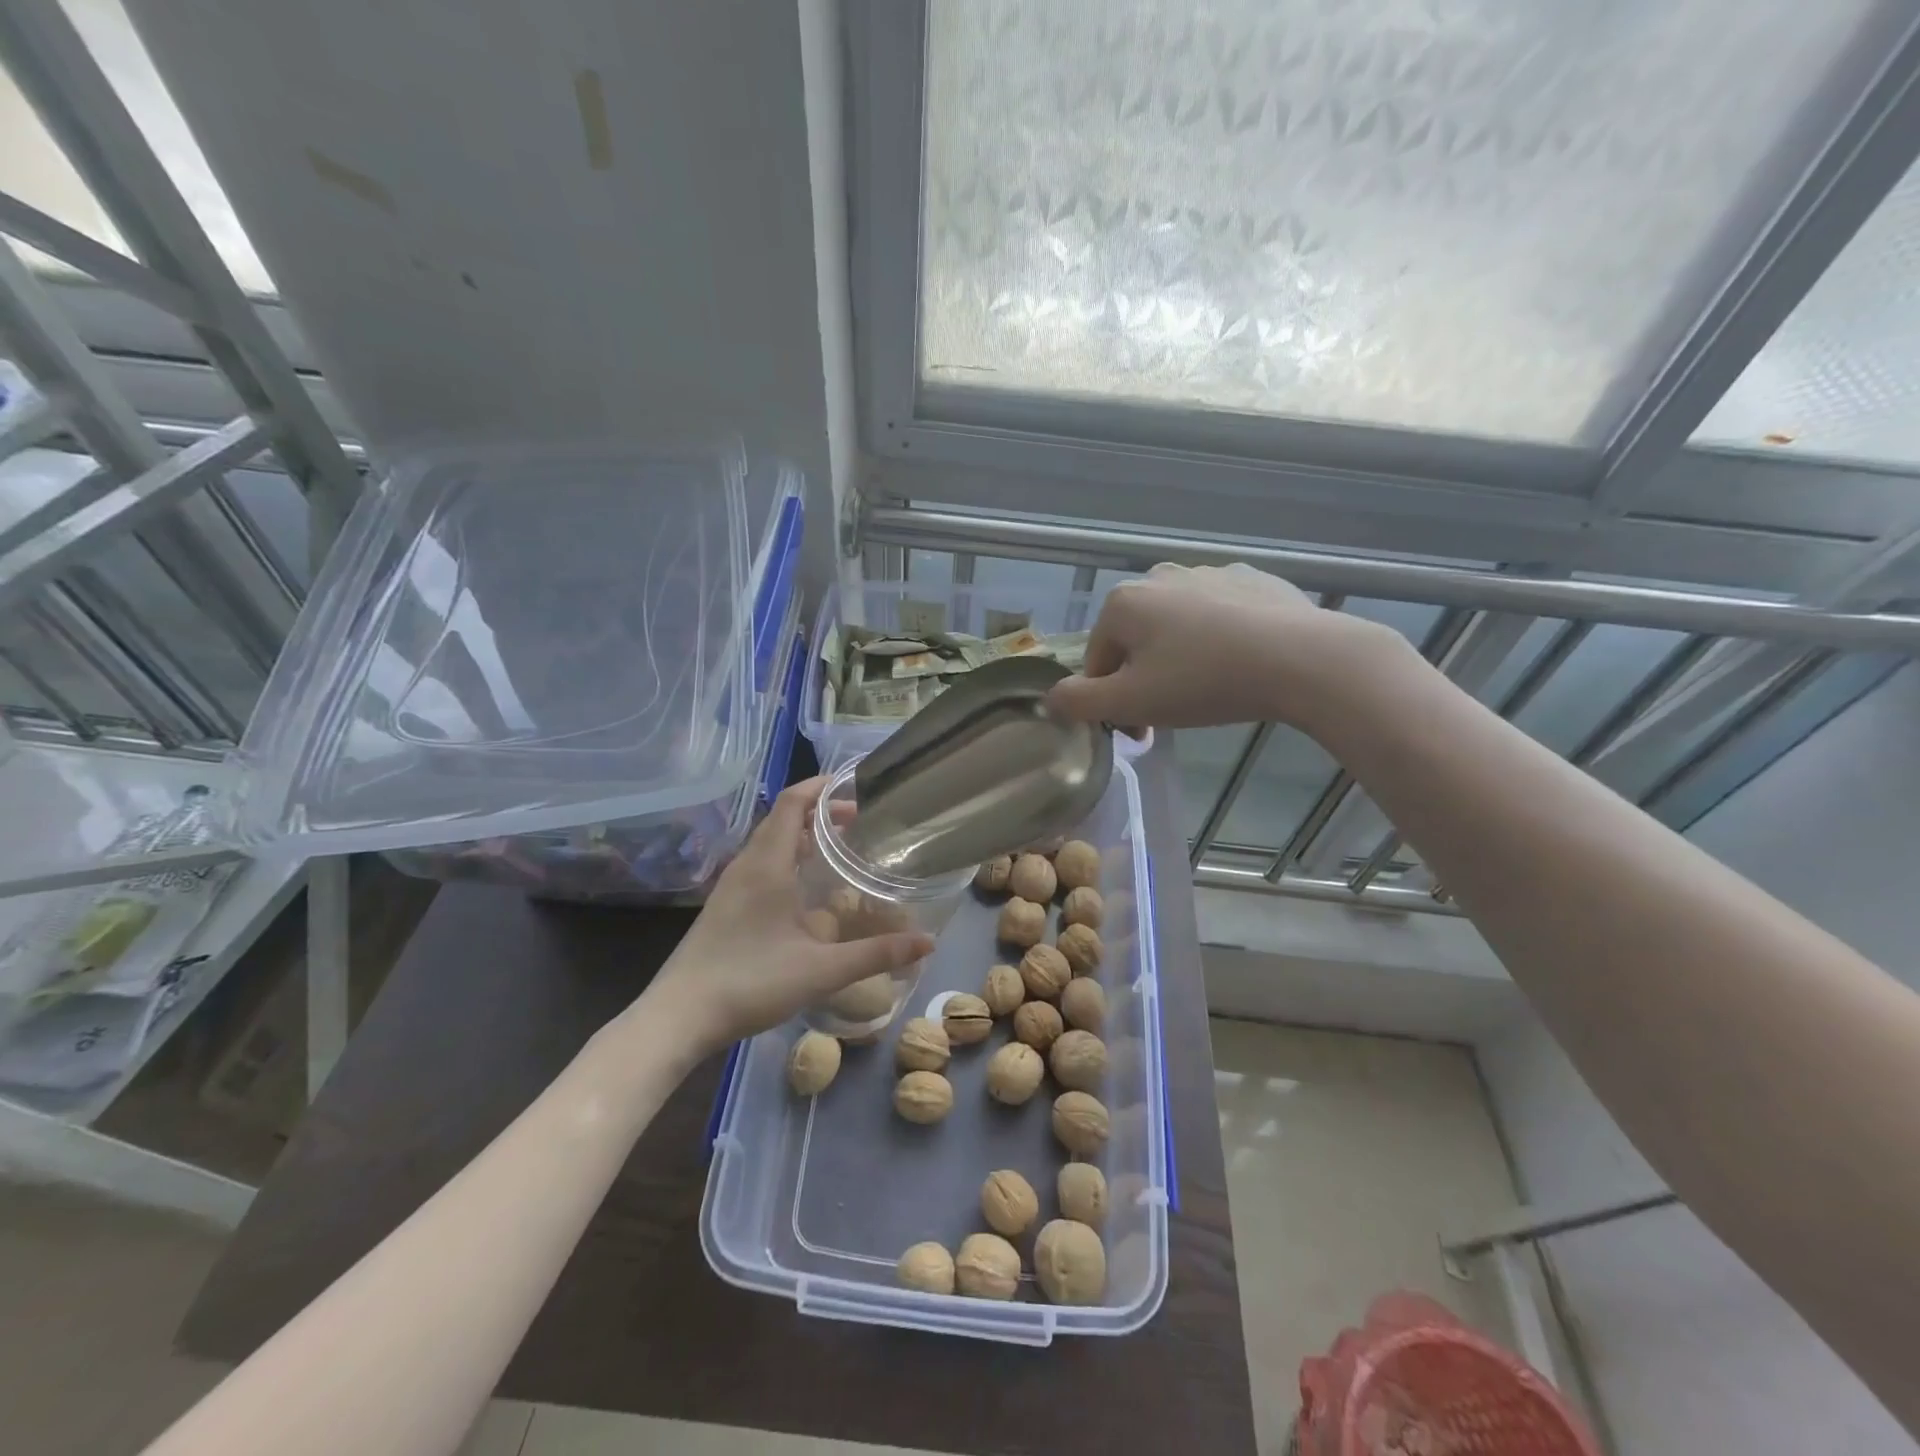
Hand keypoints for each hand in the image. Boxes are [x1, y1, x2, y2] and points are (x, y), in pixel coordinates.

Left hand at [647, 778, 933, 1052]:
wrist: (679, 1016)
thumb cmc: (750, 983)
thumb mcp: (822, 971)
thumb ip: (876, 953)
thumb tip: (928, 941)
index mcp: (768, 865)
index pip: (793, 803)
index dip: (822, 787)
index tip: (855, 787)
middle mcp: (747, 865)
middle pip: (783, 818)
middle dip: (820, 810)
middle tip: (859, 821)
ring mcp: (731, 884)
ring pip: (770, 840)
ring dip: (802, 833)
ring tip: (838, 846)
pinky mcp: (724, 904)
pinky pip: (760, 862)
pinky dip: (787, 855)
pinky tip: (804, 886)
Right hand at [1046, 562, 1390, 731]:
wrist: (1301, 659)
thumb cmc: (1203, 682)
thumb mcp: (1131, 702)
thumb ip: (1080, 702)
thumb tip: (1051, 698)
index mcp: (1123, 603)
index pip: (1098, 661)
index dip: (1110, 701)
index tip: (1137, 732)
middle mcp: (1159, 576)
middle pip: (1136, 641)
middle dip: (1144, 679)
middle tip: (1171, 715)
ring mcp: (1209, 572)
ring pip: (1177, 626)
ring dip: (1179, 658)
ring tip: (1210, 690)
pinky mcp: (1252, 579)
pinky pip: (1220, 615)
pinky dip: (1219, 638)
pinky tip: (1241, 663)